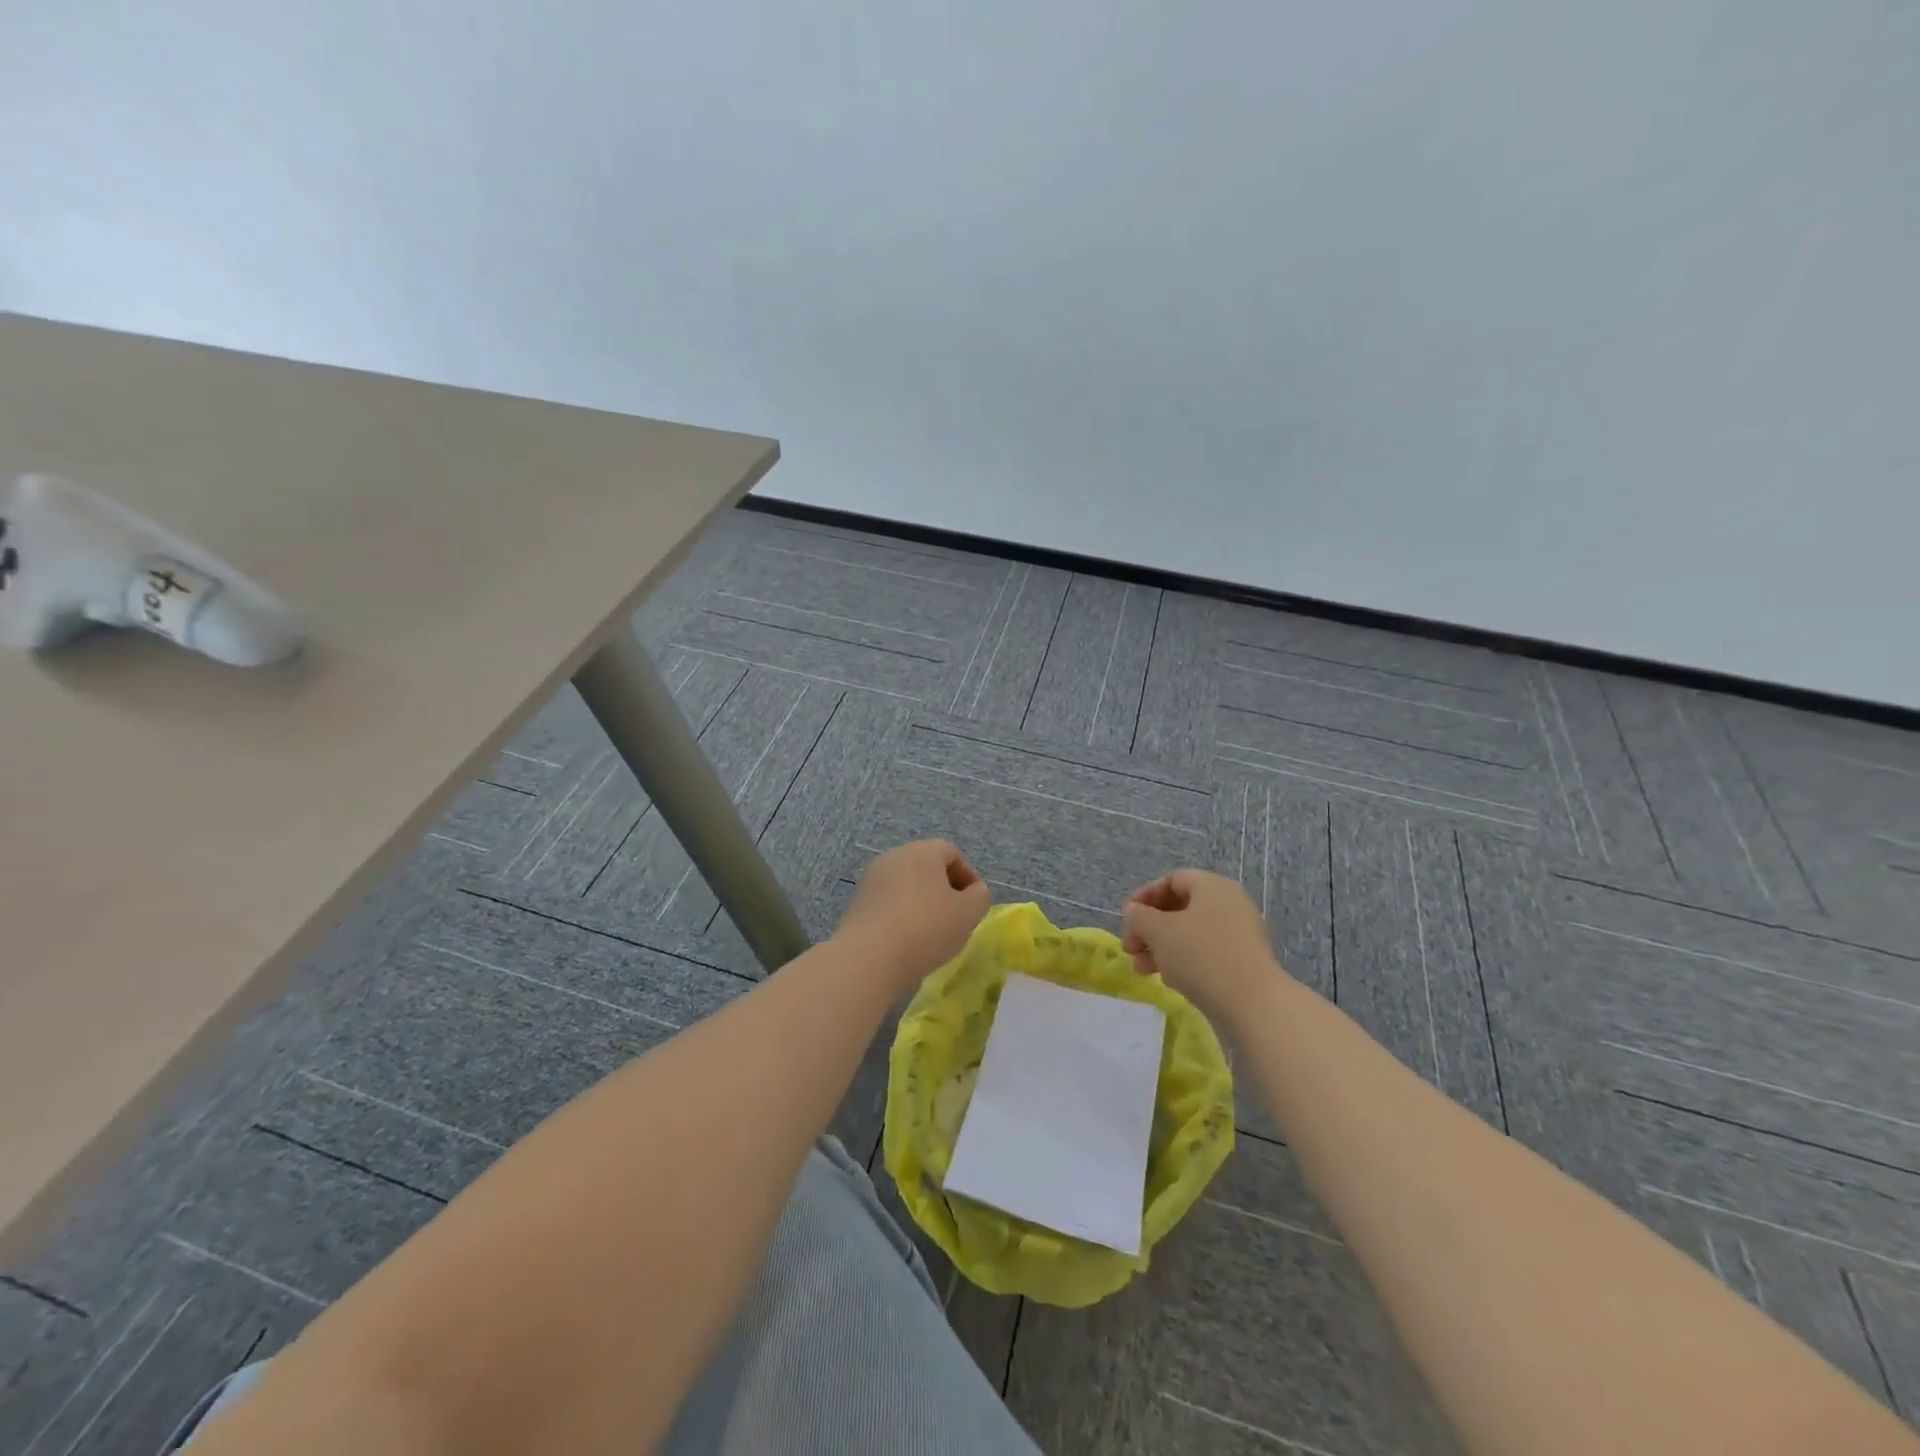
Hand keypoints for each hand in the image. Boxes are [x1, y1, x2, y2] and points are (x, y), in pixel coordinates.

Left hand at [836, 840, 991, 990]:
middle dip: (943, 889)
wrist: (869, 958)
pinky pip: (887, 902)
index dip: (967, 875)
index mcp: (922, 852)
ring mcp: (871, 880)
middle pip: (926, 866)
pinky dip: (901, 915)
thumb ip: (980, 896)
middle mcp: (894, 857)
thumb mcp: (968, 913)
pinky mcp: (857, 903)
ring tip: (931, 933)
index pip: (951, 852)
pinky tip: (906, 941)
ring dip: (921, 903)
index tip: (973, 903)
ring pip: (905, 885)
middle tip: (955, 917)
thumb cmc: (926, 928)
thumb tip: (973, 891)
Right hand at [1122, 868, 1285, 1022]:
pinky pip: (1206, 953)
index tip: (1127, 919)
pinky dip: (1184, 962)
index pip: (1172, 880)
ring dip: (1162, 948)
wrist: (1253, 1004)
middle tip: (1131, 949)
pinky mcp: (1244, 962)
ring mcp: (1240, 934)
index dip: (1145, 896)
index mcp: (1212, 886)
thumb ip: (1138, 916)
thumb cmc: (1201, 955)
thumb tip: (1134, 912)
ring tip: (1143, 970)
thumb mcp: (1158, 931)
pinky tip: (1170, 980)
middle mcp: (1230, 904)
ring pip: (1191, 934)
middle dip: (1149, 928)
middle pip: (1180, 908)